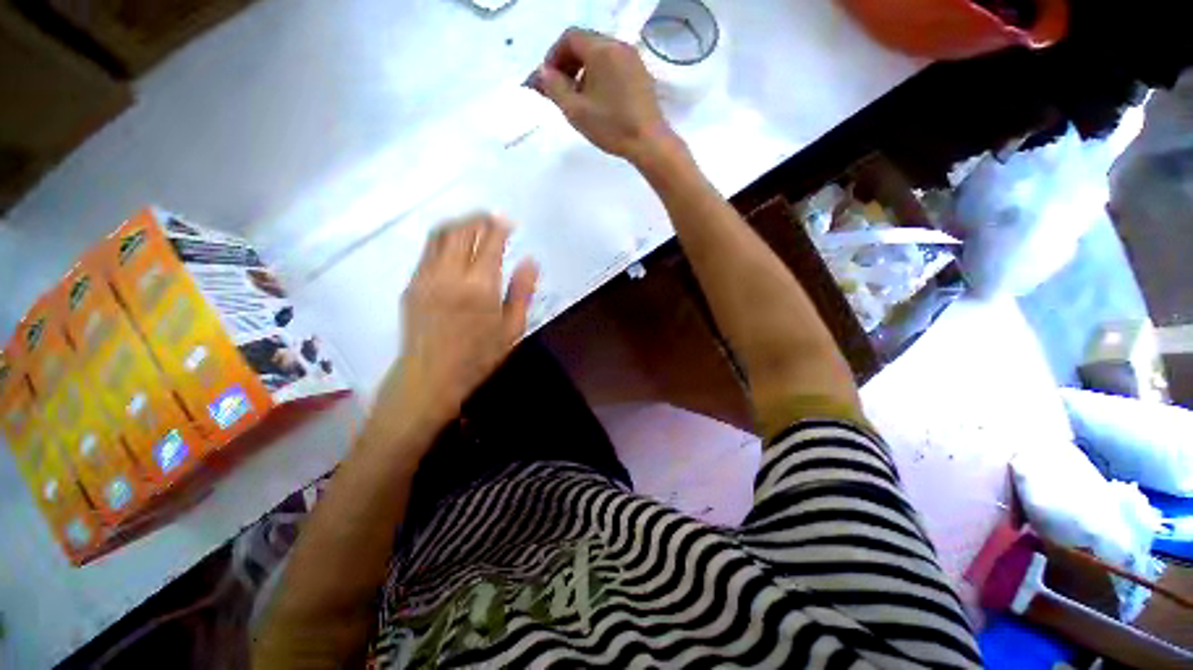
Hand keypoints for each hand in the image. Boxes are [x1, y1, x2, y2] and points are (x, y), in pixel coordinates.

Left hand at [366, 214, 537, 448]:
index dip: (500, 227)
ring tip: (473, 226)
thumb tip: (531, 261)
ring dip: (459, 224)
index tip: (509, 222)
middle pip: (461, 230)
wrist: (430, 377)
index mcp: (479, 286)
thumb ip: (522, 291)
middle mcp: (450, 274)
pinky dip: (443, 241)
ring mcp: (426, 277)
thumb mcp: (512, 328)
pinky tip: (454, 249)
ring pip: (440, 235)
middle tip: (492, 219)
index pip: (490, 242)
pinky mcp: (411, 284)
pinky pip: (428, 251)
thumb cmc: (479, 357)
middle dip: (478, 219)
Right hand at [531, 28, 680, 166]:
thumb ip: (554, 87)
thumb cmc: (611, 126)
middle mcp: (618, 45)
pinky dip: (600, 76)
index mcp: (601, 48)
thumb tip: (542, 73)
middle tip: (559, 90)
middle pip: (585, 44)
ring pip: (600, 56)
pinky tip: (598, 101)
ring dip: (583, 71)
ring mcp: (633, 59)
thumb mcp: (575, 110)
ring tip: (578, 99)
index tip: (547, 81)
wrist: (648, 142)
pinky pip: (614, 66)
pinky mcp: (641, 75)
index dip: (553, 57)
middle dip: (567, 64)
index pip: (569, 37)